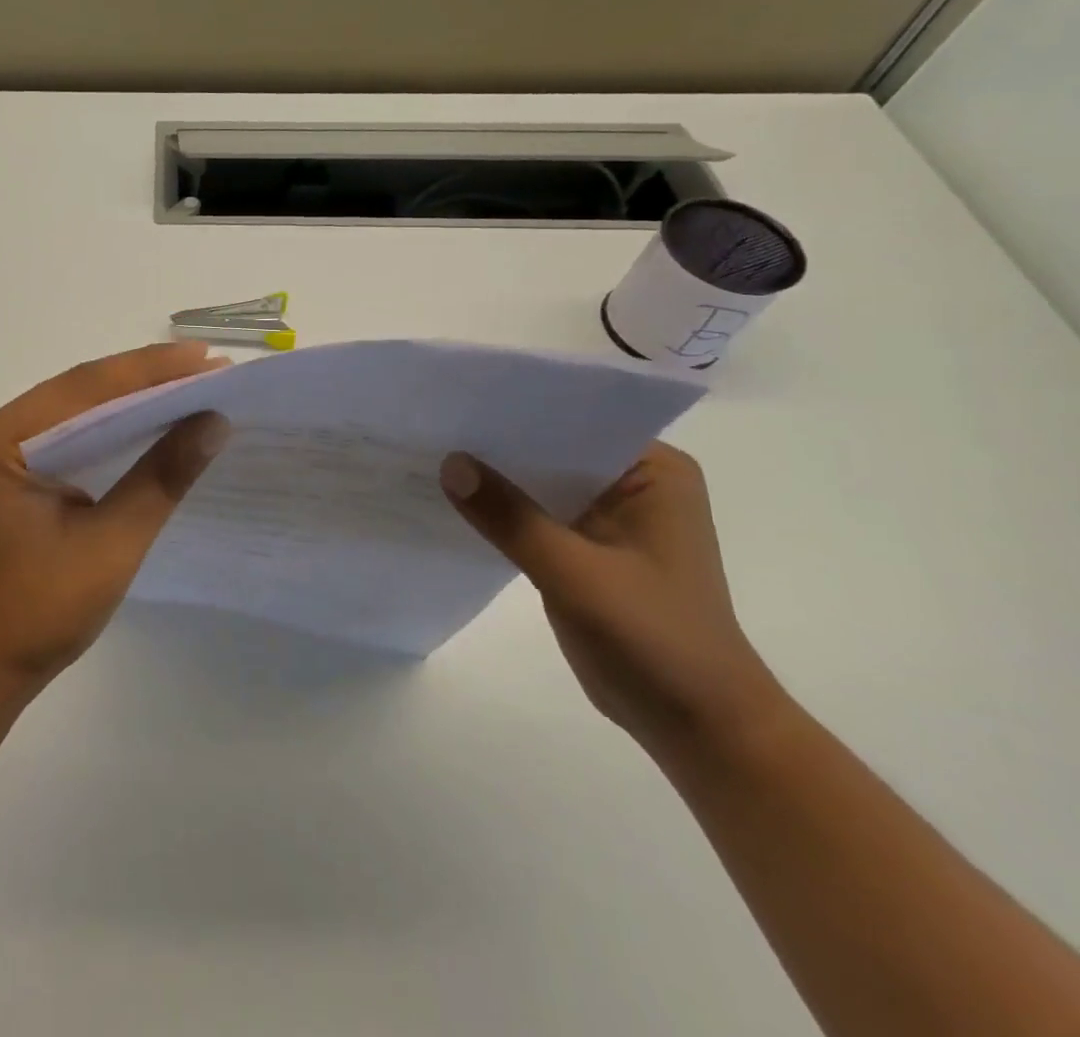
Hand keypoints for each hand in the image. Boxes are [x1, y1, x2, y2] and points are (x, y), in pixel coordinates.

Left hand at [0, 342, 230, 708]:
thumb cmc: (38, 614)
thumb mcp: (110, 545)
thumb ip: (160, 479)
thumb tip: (214, 421)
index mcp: (0, 441)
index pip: (84, 389)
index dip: (150, 371)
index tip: (207, 358)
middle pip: (78, 391)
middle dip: (144, 379)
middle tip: (208, 368)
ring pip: (73, 409)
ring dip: (129, 399)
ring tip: (190, 386)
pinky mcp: (8, 473)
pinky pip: (65, 434)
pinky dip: (108, 427)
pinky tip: (147, 423)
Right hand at [441, 443, 785, 762]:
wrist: (698, 727)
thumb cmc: (656, 640)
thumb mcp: (576, 574)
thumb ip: (511, 518)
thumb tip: (448, 463)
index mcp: (652, 470)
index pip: (573, 419)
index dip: (515, 410)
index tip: (457, 401)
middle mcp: (631, 481)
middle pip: (550, 448)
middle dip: (496, 444)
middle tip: (431, 425)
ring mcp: (606, 515)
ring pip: (536, 482)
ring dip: (494, 478)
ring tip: (430, 453)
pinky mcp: (584, 546)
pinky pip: (532, 513)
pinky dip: (499, 511)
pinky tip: (452, 501)